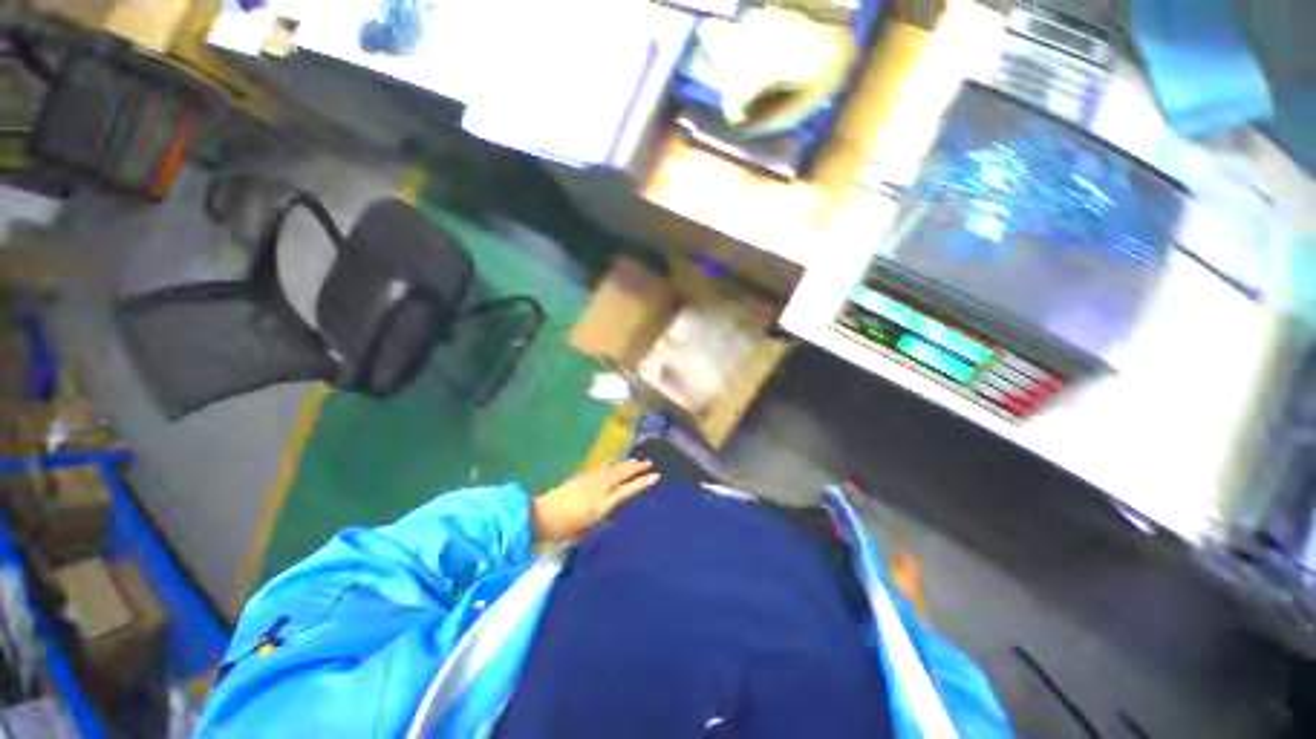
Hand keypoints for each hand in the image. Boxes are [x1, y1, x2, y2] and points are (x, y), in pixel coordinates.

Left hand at [532, 460, 660, 541]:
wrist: (540, 516)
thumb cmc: (563, 530)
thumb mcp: (586, 533)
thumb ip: (602, 523)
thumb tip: (616, 518)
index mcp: (602, 504)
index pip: (627, 490)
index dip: (642, 483)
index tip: (656, 476)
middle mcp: (599, 489)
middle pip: (621, 474)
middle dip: (636, 468)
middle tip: (650, 463)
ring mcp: (590, 481)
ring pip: (612, 469)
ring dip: (626, 464)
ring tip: (637, 461)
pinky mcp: (581, 478)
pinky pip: (600, 468)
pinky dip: (610, 464)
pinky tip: (613, 462)